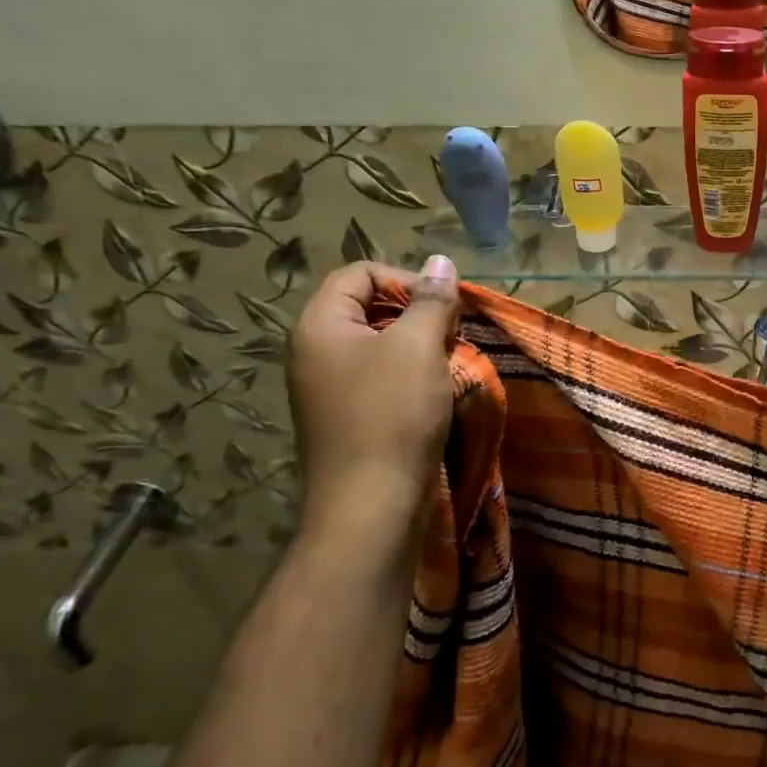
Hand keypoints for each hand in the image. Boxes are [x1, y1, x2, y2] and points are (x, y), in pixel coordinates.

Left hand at [287, 258, 459, 525]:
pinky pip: (379, 376)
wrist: (372, 505)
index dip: (404, 279)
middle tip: (451, 335)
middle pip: (367, 306)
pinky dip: (410, 374)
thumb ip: (431, 300)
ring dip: (419, 345)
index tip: (442, 307)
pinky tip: (435, 391)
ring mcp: (329, 387)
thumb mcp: (418, 346)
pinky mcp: (347, 416)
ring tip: (448, 363)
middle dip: (416, 312)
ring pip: (379, 344)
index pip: (359, 273)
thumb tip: (440, 262)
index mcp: (320, 326)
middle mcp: (315, 351)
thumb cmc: (393, 414)